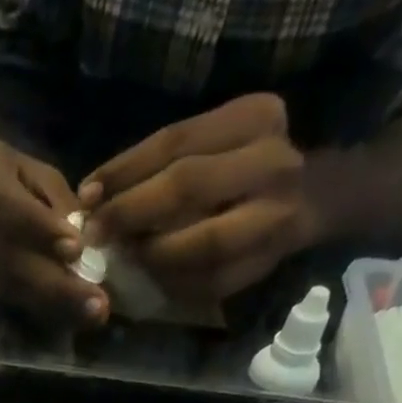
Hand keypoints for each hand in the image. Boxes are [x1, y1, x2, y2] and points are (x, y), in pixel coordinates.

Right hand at [0, 128, 108, 325]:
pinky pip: (18, 301)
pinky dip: (47, 309)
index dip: (44, 232)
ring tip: (93, 315)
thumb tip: (83, 228)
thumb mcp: (20, 165)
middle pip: (24, 268)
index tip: (75, 249)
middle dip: (63, 288)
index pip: (17, 215)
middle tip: (99, 305)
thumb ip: (53, 194)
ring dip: (59, 306)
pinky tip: (74, 316)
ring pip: (23, 292)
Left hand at [80, 94, 319, 305]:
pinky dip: (173, 284)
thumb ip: (163, 164)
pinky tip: (150, 281)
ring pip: (202, 242)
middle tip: (96, 234)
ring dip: (153, 255)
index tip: (86, 196)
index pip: (175, 140)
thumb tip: (93, 197)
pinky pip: (210, 281)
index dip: (124, 171)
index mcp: (254, 118)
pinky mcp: (267, 262)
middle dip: (131, 213)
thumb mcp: (214, 145)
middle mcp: (272, 162)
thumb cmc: (244, 170)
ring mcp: (275, 215)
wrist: (315, 198)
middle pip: (187, 186)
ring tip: (123, 259)